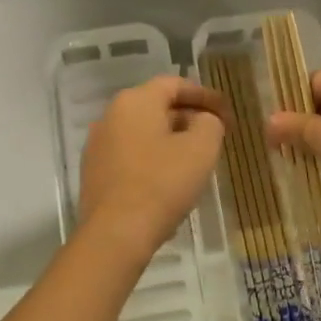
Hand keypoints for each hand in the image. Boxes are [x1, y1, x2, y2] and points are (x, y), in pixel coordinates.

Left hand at [78, 77, 226, 259]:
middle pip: (156, 106)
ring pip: (142, 131)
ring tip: (194, 158)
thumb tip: (204, 119)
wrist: (115, 235)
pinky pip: (130, 154)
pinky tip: (168, 179)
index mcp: (135, 101)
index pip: (175, 84)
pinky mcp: (94, 171)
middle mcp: (110, 115)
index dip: (205, 95)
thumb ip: (210, 123)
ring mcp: (98, 144)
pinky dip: (152, 158)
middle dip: (188, 117)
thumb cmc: (162, 184)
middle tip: (214, 135)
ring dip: (169, 139)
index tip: (226, 112)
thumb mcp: (201, 149)